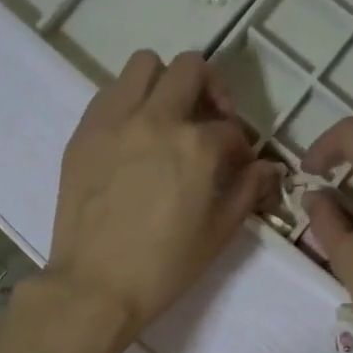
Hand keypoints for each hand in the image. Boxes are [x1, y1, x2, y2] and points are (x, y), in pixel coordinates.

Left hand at [47, 50, 276, 340]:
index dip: (241, 148)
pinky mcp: (84, 132)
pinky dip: (130, 100)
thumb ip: (247, 192)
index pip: (230, 129)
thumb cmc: (164, 268)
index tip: (239, 167)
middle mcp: (156, 119)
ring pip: (145, 65)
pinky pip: (110, 92)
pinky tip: (134, 134)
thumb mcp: (218, 234)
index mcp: (196, 146)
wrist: (96, 287)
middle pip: (191, 69)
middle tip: (211, 121)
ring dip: (166, 82)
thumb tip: (268, 169)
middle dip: (211, 90)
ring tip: (169, 117)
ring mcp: (114, 120)